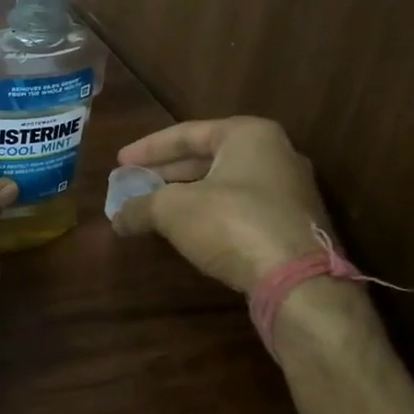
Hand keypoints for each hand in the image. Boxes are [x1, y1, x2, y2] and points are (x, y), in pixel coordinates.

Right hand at [112, 117, 329, 291]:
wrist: (297, 280)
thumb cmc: (232, 223)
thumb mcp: (173, 210)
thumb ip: (140, 206)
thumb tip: (117, 217)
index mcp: (249, 135)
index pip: (187, 133)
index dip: (148, 149)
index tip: (120, 162)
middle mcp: (275, 154)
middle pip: (207, 157)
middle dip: (166, 172)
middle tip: (134, 183)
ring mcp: (288, 191)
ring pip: (223, 184)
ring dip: (185, 195)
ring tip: (152, 207)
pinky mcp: (291, 224)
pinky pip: (240, 208)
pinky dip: (208, 213)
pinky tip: (185, 229)